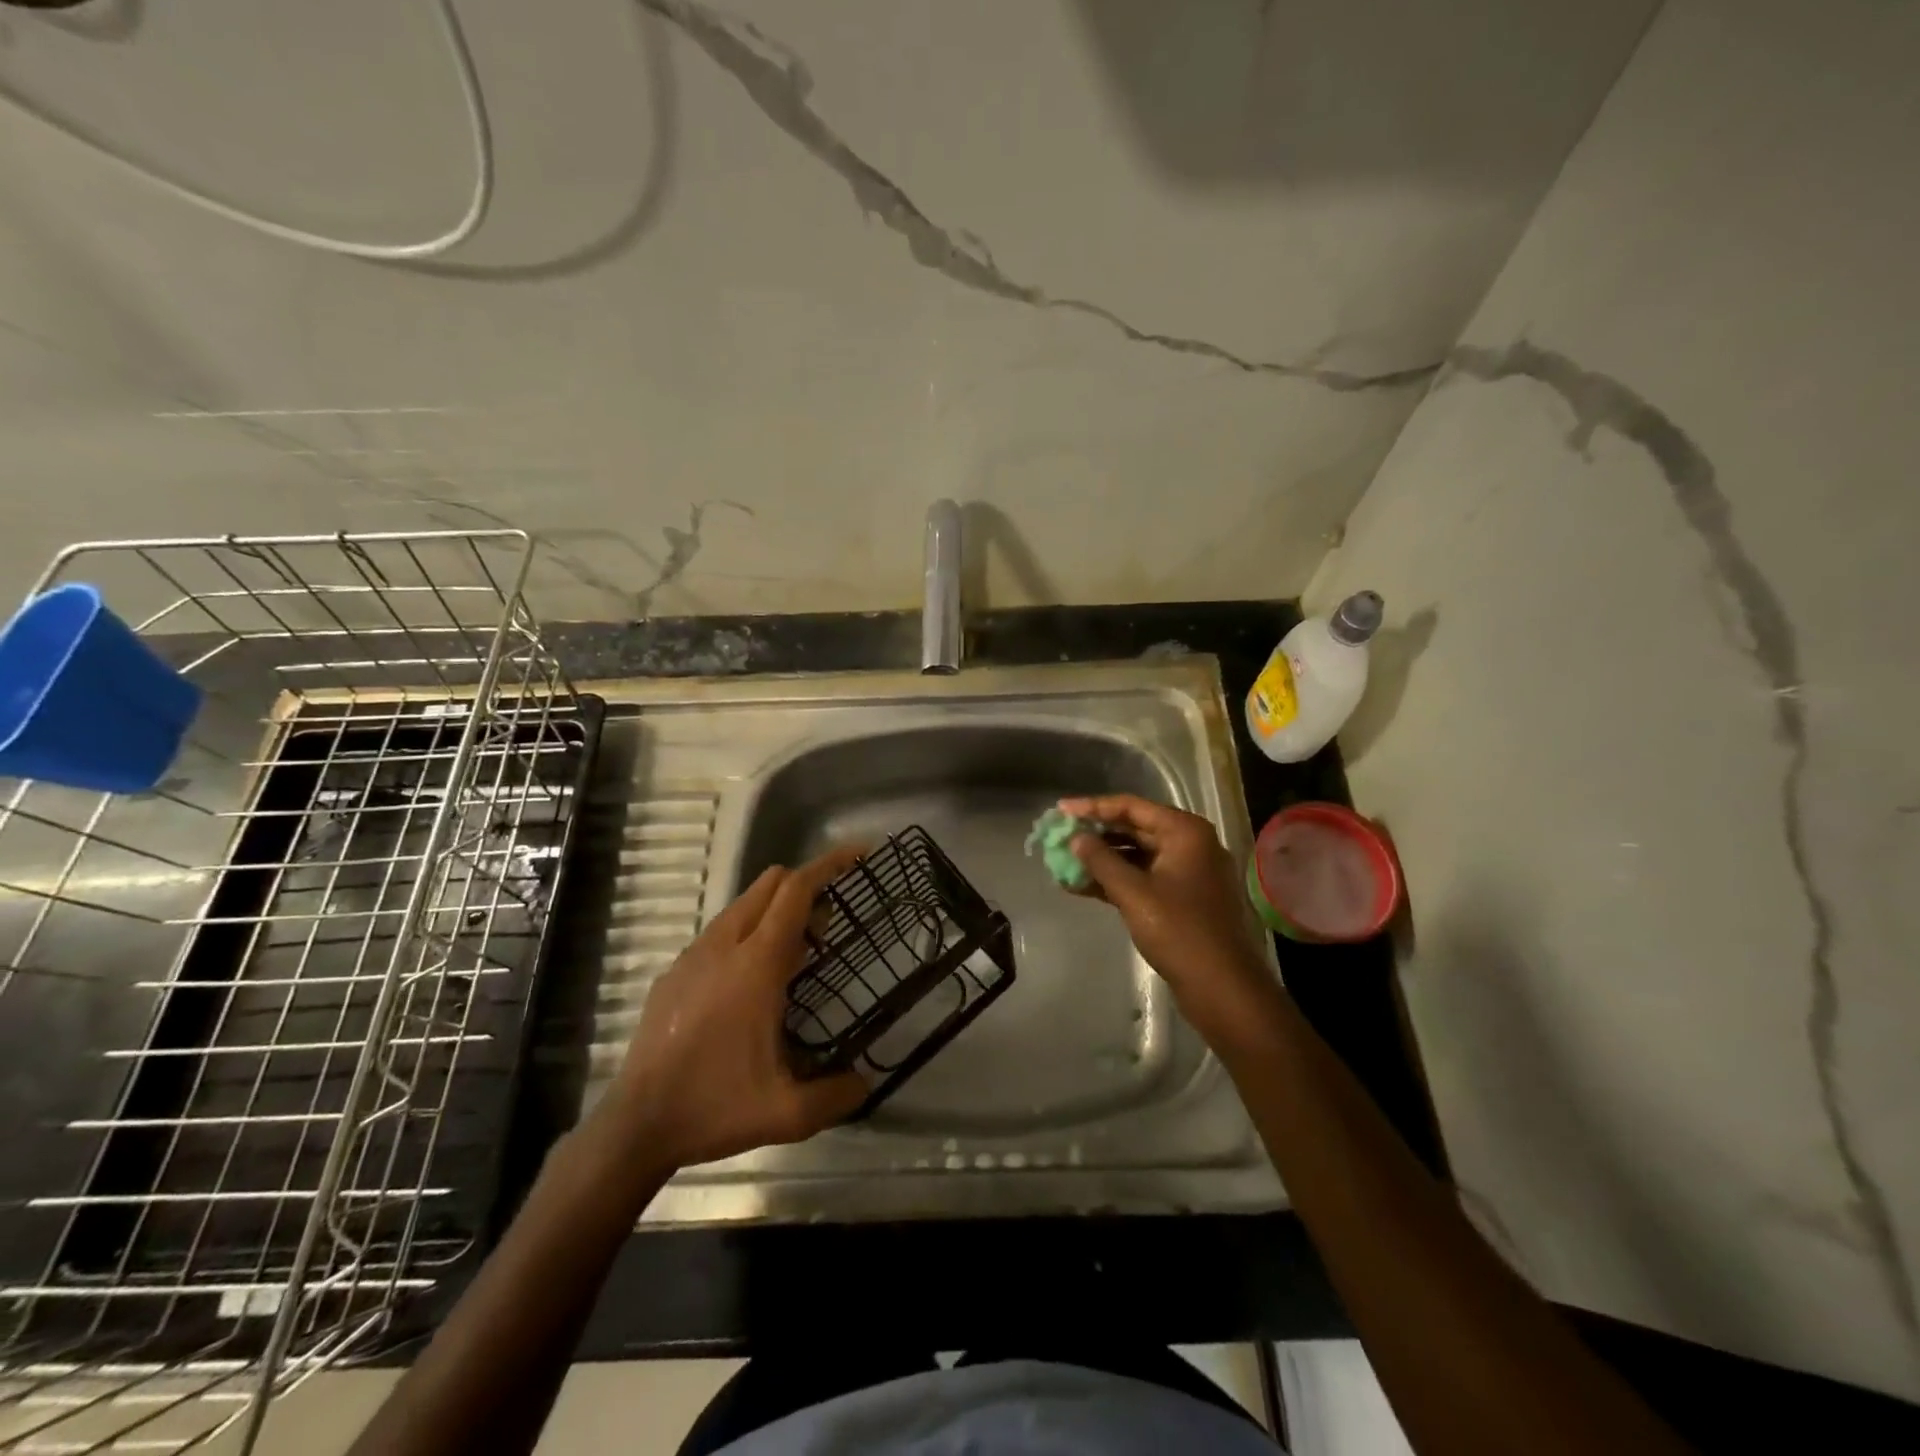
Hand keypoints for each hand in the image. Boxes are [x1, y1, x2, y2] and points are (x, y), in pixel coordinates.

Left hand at [596, 846, 868, 1172]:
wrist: (635, 1126)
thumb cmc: (714, 1107)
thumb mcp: (787, 1113)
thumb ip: (836, 1095)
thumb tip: (865, 1082)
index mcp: (756, 963)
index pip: (796, 890)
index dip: (830, 865)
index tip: (859, 855)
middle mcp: (723, 946)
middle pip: (769, 884)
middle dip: (805, 884)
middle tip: (831, 920)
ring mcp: (693, 956)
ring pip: (742, 905)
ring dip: (775, 911)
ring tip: (797, 954)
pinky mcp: (674, 972)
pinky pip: (719, 932)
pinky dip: (747, 934)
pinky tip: (751, 982)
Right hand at [1059, 795, 1277, 1034]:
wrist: (1221, 986)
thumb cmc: (1178, 931)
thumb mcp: (1133, 893)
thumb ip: (1101, 861)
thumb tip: (1075, 838)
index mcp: (1185, 831)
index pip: (1131, 807)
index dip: (1093, 807)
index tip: (1060, 811)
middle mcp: (1189, 844)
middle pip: (1134, 828)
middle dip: (1096, 835)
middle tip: (1059, 837)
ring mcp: (1187, 872)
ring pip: (1136, 855)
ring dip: (1102, 860)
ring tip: (1064, 863)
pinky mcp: (1182, 898)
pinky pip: (1143, 878)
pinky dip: (1116, 881)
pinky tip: (1082, 887)